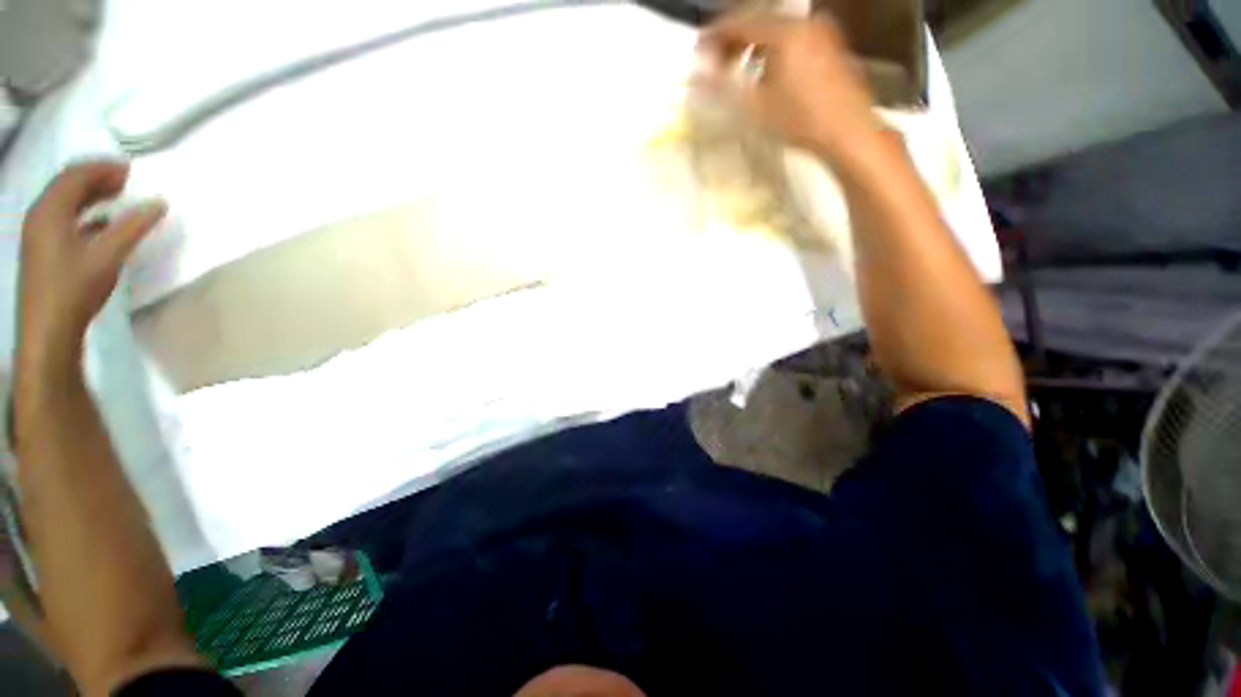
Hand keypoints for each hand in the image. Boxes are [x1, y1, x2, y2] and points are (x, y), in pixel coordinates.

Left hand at [17, 161, 165, 371]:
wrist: (48, 330)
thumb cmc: (75, 288)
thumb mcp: (108, 255)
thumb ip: (134, 226)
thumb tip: (159, 203)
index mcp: (51, 210)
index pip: (76, 175)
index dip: (103, 168)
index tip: (130, 170)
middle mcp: (40, 216)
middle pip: (66, 185)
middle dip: (96, 178)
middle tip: (125, 180)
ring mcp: (39, 235)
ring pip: (64, 202)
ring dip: (89, 196)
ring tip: (115, 197)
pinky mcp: (43, 251)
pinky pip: (63, 220)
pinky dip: (83, 214)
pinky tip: (100, 223)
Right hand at [697, 15, 877, 159]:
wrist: (848, 132)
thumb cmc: (799, 120)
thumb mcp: (754, 107)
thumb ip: (721, 87)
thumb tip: (694, 75)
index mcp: (785, 31)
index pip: (740, 23)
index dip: (715, 36)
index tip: (699, 51)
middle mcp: (805, 22)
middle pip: (760, 22)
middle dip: (734, 41)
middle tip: (715, 62)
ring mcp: (822, 32)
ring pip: (777, 30)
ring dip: (753, 46)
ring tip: (738, 68)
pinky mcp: (831, 46)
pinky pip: (794, 38)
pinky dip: (774, 49)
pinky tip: (767, 72)